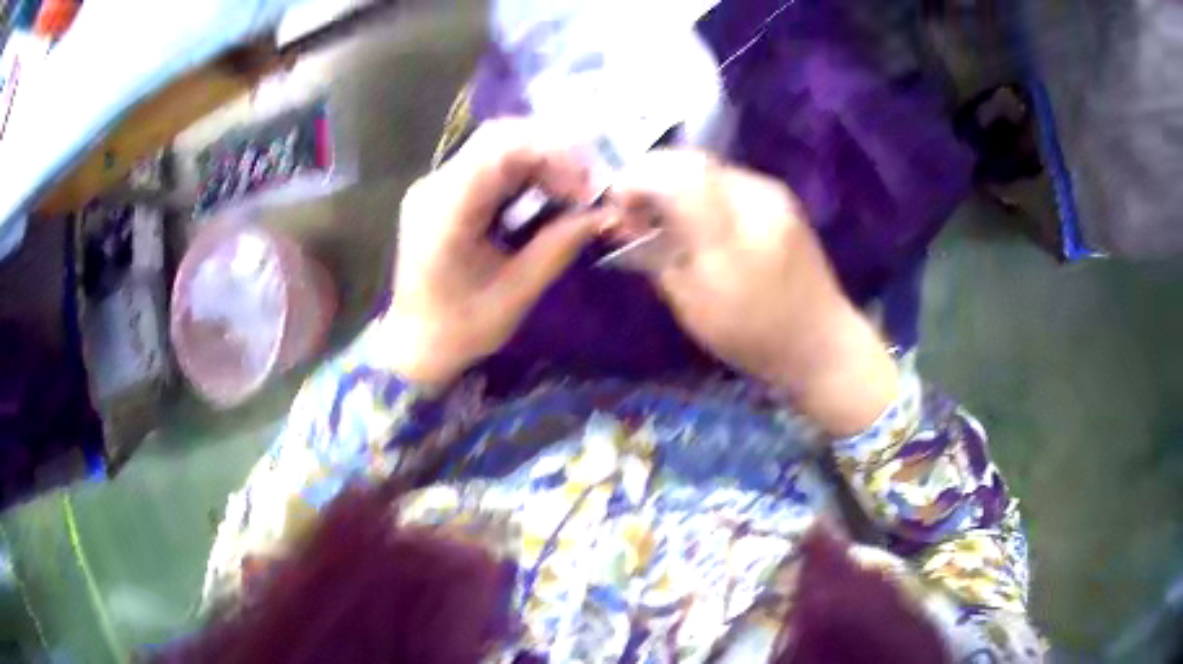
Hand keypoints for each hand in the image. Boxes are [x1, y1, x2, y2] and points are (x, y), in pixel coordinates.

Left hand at [380, 119, 600, 388]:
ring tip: (572, 191)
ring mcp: (436, 185)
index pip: (500, 150)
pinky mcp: (443, 191)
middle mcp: (435, 186)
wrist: (415, 344)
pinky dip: (526, 170)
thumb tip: (605, 213)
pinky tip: (546, 193)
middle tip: (587, 186)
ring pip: (496, 144)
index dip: (553, 154)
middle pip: (499, 137)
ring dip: (542, 159)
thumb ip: (559, 245)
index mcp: (445, 212)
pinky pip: (489, 163)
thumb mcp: (516, 294)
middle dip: (553, 152)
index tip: (588, 186)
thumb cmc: (461, 328)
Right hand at [609, 150, 897, 434]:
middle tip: (635, 207)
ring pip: (708, 167)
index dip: (636, 178)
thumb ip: (656, 257)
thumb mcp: (692, 307)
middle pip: (690, 161)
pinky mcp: (780, 198)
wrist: (821, 342)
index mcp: (730, 236)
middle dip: (652, 175)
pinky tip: (697, 217)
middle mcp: (755, 199)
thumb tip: (627, 222)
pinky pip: (727, 180)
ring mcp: (772, 194)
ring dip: (676, 181)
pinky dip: (701, 189)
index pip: (675, 175)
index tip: (617, 203)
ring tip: (663, 214)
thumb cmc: (754, 337)